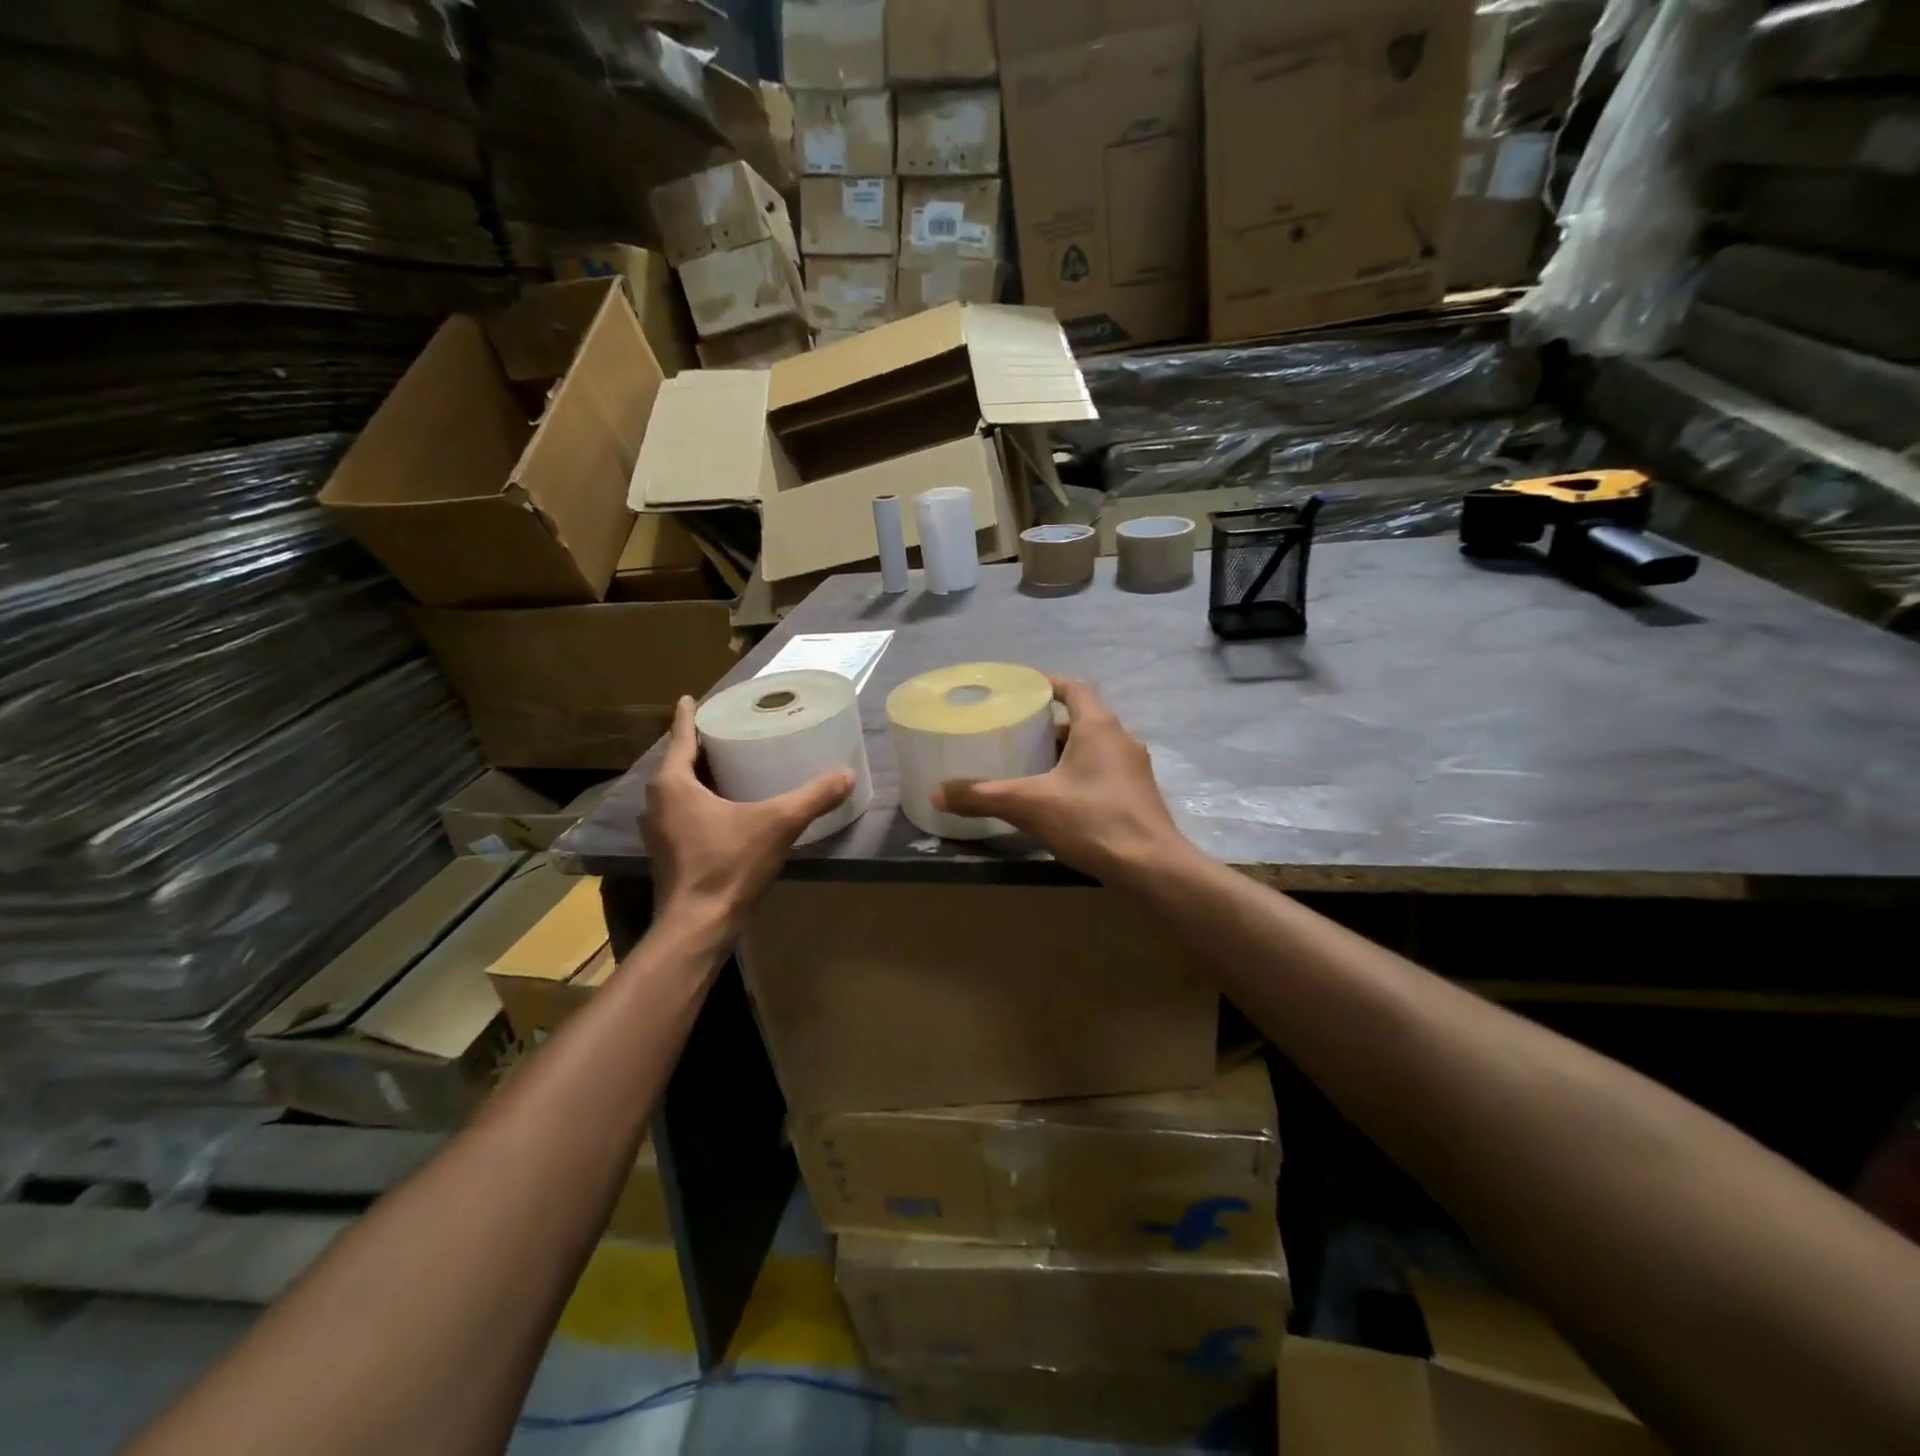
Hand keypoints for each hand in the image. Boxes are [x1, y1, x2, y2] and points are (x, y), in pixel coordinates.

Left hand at [642, 696, 853, 940]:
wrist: (698, 925)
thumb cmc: (729, 865)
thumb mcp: (778, 824)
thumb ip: (813, 797)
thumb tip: (848, 775)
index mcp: (672, 784)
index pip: (680, 737)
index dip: (688, 715)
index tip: (691, 697)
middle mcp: (656, 802)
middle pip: (679, 762)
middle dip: (700, 746)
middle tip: (727, 730)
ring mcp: (657, 830)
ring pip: (678, 790)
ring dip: (699, 776)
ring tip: (729, 764)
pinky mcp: (667, 853)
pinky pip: (681, 812)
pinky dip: (699, 801)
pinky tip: (725, 807)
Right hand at [932, 677, 1189, 883]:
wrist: (1151, 867)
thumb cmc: (1092, 820)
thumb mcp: (1029, 806)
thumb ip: (982, 796)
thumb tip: (936, 793)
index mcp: (1099, 726)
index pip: (1075, 687)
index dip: (1049, 684)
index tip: (1022, 691)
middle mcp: (1121, 739)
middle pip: (1083, 718)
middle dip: (1050, 724)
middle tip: (1017, 733)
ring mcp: (1134, 768)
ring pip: (1095, 747)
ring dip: (1066, 751)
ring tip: (1031, 766)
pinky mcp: (1139, 795)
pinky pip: (1104, 771)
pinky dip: (1080, 774)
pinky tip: (1059, 798)